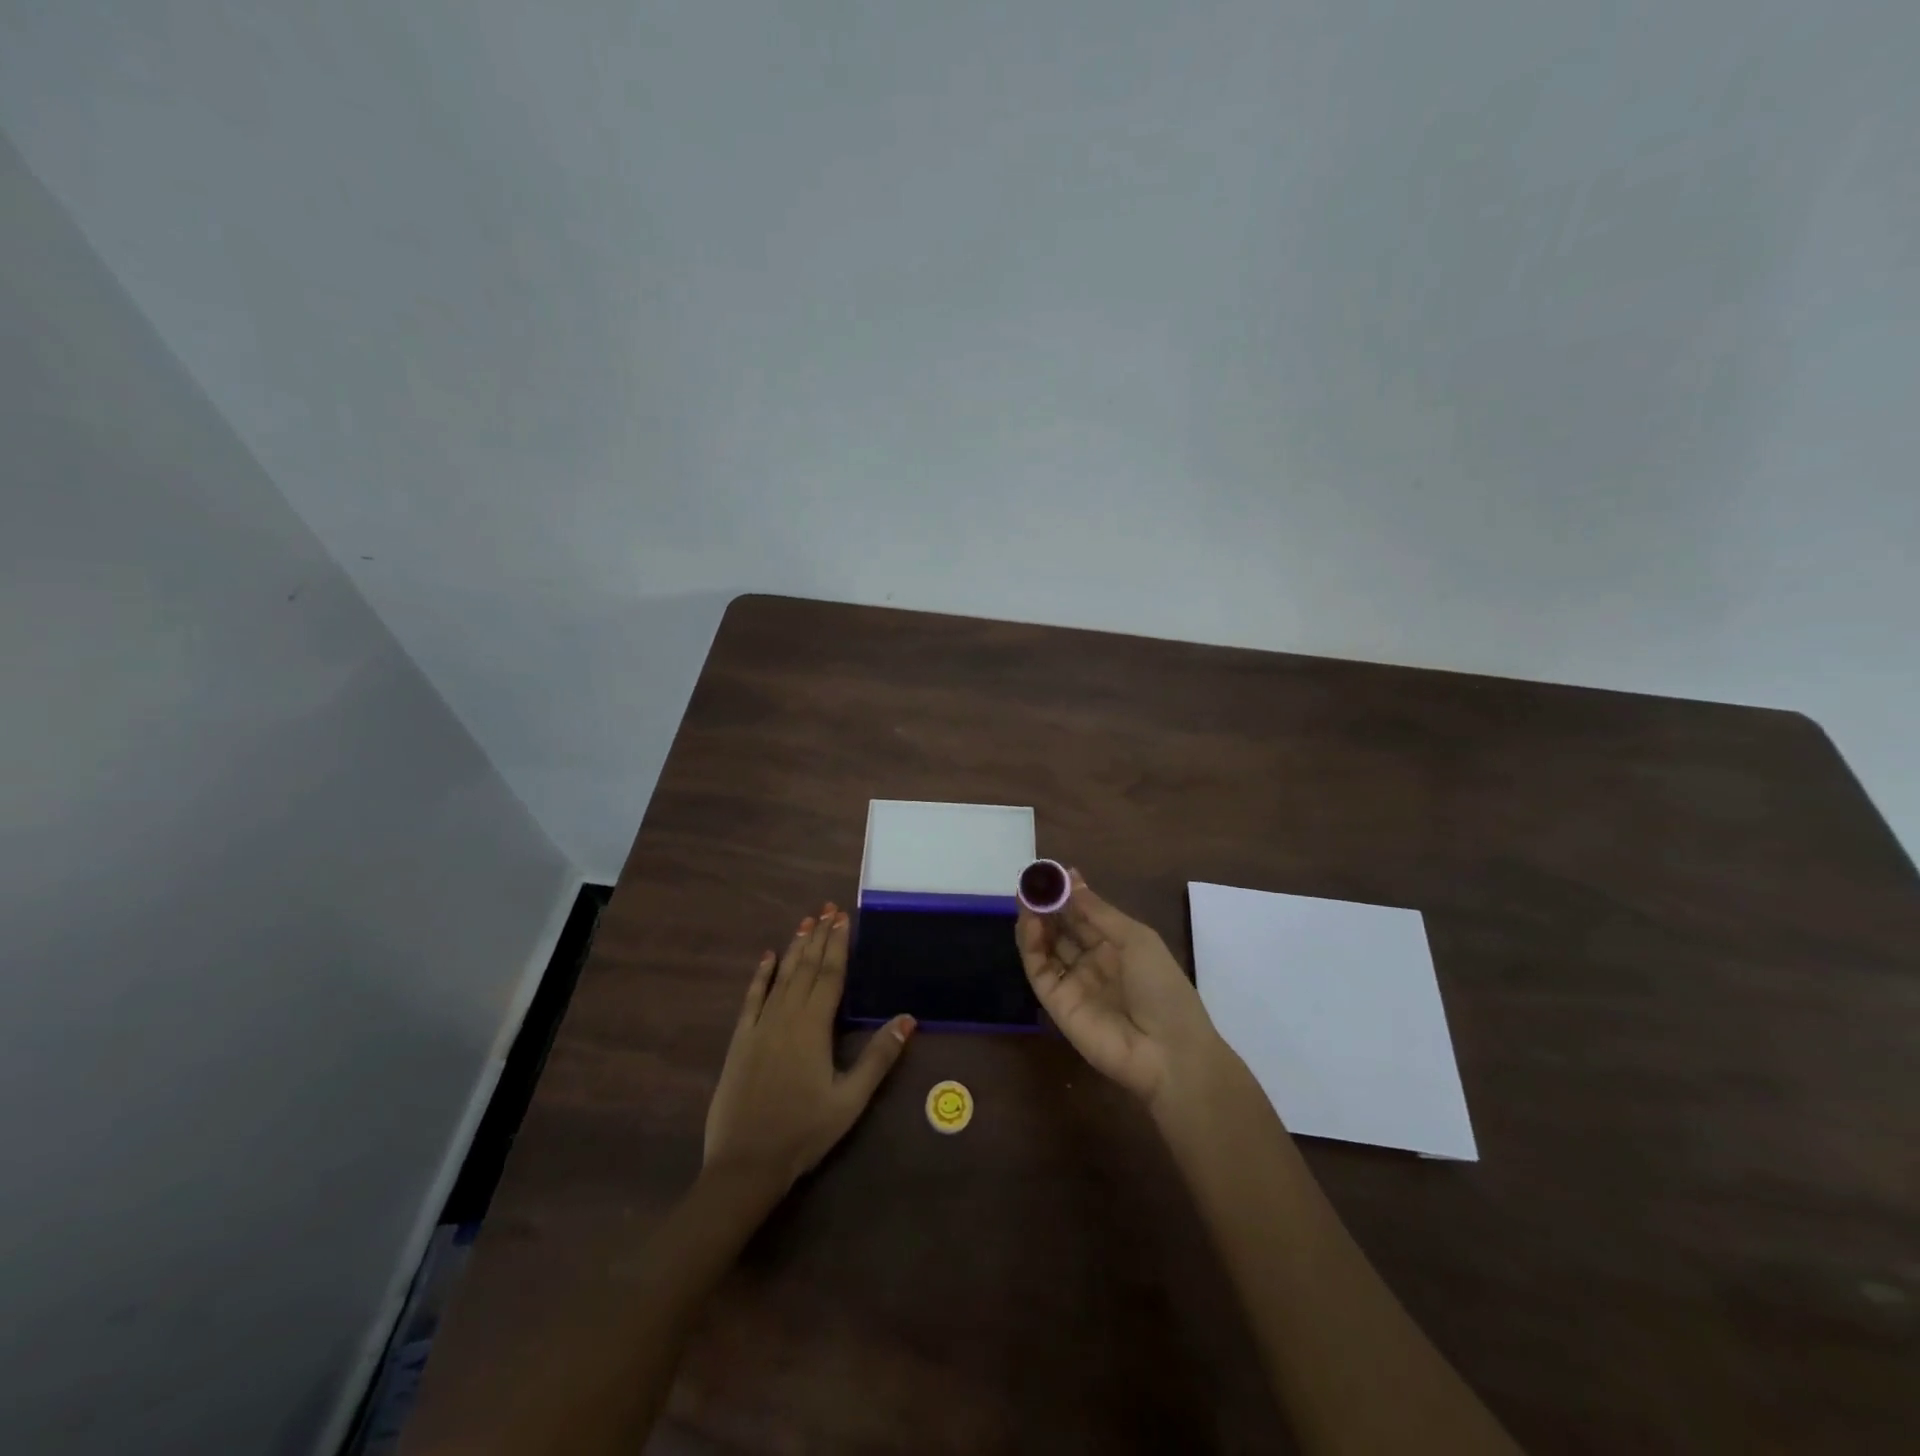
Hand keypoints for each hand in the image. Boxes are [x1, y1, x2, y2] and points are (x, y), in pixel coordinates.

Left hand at [704, 903, 915, 1188]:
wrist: (745, 1164)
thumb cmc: (803, 1132)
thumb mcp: (850, 1100)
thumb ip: (878, 1057)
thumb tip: (908, 1018)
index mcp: (814, 1028)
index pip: (830, 975)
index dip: (838, 944)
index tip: (843, 917)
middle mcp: (786, 1017)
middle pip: (806, 968)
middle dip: (819, 936)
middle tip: (827, 908)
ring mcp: (760, 1026)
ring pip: (781, 977)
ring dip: (795, 948)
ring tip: (805, 922)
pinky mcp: (740, 1041)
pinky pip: (751, 999)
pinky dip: (760, 975)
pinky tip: (767, 957)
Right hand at [1016, 870, 1221, 1107]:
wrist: (1168, 1052)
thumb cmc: (1162, 986)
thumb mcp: (1135, 938)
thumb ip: (1097, 911)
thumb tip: (1071, 877)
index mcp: (1117, 946)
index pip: (1084, 915)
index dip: (1068, 894)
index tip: (1050, 873)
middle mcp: (1092, 962)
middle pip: (1062, 929)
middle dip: (1046, 905)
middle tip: (1030, 882)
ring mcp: (1073, 983)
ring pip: (1046, 947)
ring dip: (1035, 921)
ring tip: (1025, 897)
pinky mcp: (1056, 1004)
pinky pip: (1039, 970)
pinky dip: (1030, 946)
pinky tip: (1030, 923)